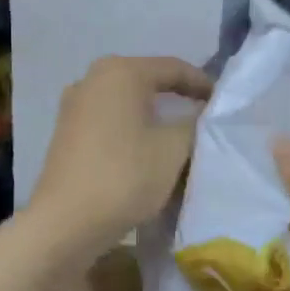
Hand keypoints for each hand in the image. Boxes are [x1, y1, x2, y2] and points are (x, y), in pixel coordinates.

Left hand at [30, 55, 213, 252]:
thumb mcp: (173, 149)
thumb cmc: (125, 176)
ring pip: (126, 103)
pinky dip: (131, 129)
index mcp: (120, 72)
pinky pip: (108, 121)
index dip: (202, 83)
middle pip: (146, 81)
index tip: (223, 102)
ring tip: (178, 136)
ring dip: (153, 116)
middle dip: (176, 98)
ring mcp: (74, 106)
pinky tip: (145, 151)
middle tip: (203, 117)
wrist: (66, 222)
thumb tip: (200, 113)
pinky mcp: (66, 132)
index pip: (172, 68)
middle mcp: (92, 79)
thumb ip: (194, 123)